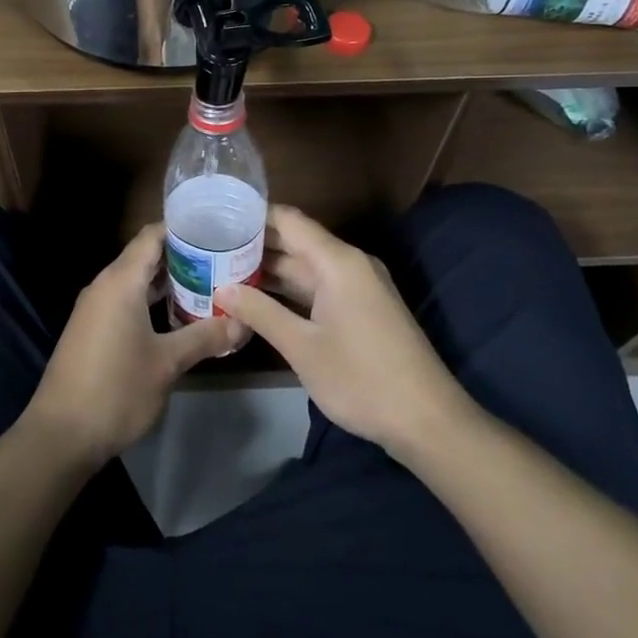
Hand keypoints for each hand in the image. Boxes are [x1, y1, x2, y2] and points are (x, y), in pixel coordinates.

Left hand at [24, 224, 238, 467]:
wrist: (61, 434)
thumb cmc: (116, 389)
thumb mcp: (167, 363)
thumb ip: (205, 337)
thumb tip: (242, 323)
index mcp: (120, 281)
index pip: (153, 236)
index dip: (184, 228)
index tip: (217, 229)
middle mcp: (104, 285)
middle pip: (146, 256)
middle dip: (183, 257)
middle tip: (223, 260)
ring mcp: (94, 308)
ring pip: (136, 281)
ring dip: (168, 282)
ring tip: (209, 285)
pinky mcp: (91, 329)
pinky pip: (125, 301)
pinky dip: (151, 301)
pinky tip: (177, 317)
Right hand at [214, 205, 469, 458]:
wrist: (428, 421)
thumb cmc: (362, 379)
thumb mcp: (302, 347)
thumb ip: (260, 313)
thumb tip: (221, 289)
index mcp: (338, 261)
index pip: (288, 220)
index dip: (253, 216)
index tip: (215, 219)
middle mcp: (350, 264)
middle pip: (296, 242)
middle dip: (254, 246)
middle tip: (209, 250)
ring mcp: (358, 287)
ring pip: (306, 268)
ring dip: (270, 271)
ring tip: (223, 272)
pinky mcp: (362, 309)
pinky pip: (319, 288)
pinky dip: (289, 291)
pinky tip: (259, 300)